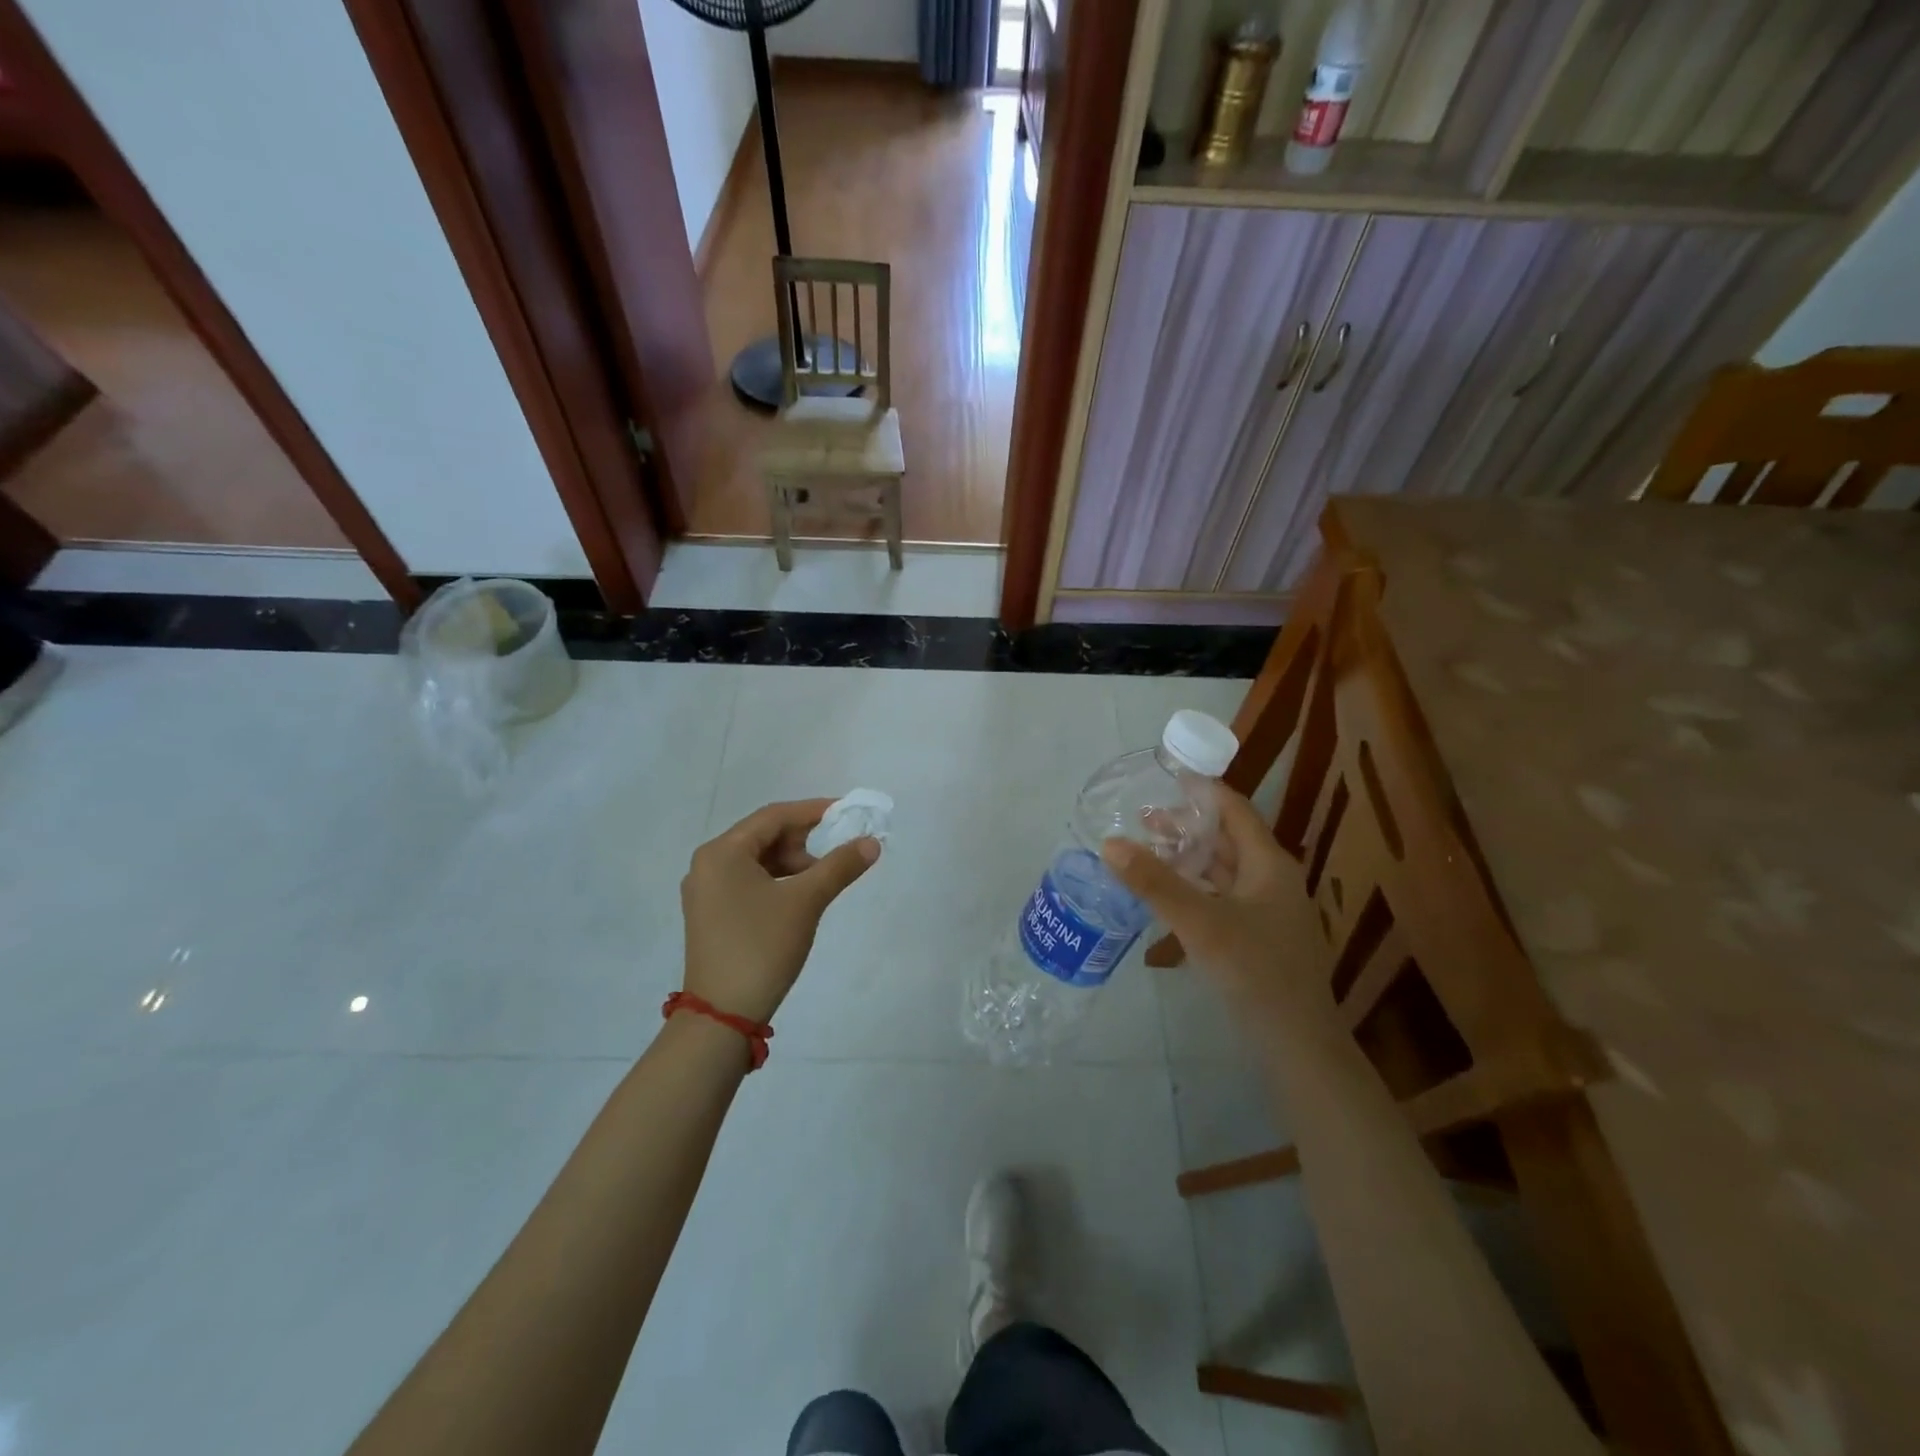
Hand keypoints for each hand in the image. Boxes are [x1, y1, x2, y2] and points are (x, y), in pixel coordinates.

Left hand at [680, 799, 880, 1024]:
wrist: (723, 1015)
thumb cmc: (762, 947)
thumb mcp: (806, 901)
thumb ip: (840, 865)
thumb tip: (871, 842)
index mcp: (722, 852)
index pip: (773, 817)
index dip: (814, 811)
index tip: (848, 813)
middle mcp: (708, 865)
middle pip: (764, 836)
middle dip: (804, 839)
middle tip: (839, 849)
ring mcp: (707, 892)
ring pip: (758, 861)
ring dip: (794, 862)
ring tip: (824, 877)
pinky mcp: (712, 915)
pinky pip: (750, 882)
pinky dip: (779, 881)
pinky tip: (801, 895)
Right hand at [1101, 784, 1329, 1021]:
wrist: (1298, 1045)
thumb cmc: (1255, 972)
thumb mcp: (1200, 923)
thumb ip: (1155, 883)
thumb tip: (1109, 843)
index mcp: (1268, 864)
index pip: (1234, 809)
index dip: (1201, 789)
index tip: (1164, 775)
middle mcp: (1271, 880)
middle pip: (1226, 838)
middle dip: (1186, 825)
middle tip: (1141, 819)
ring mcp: (1267, 911)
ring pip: (1222, 870)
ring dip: (1187, 857)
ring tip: (1147, 851)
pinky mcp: (1257, 937)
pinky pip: (1221, 897)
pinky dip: (1193, 887)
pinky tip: (1166, 896)